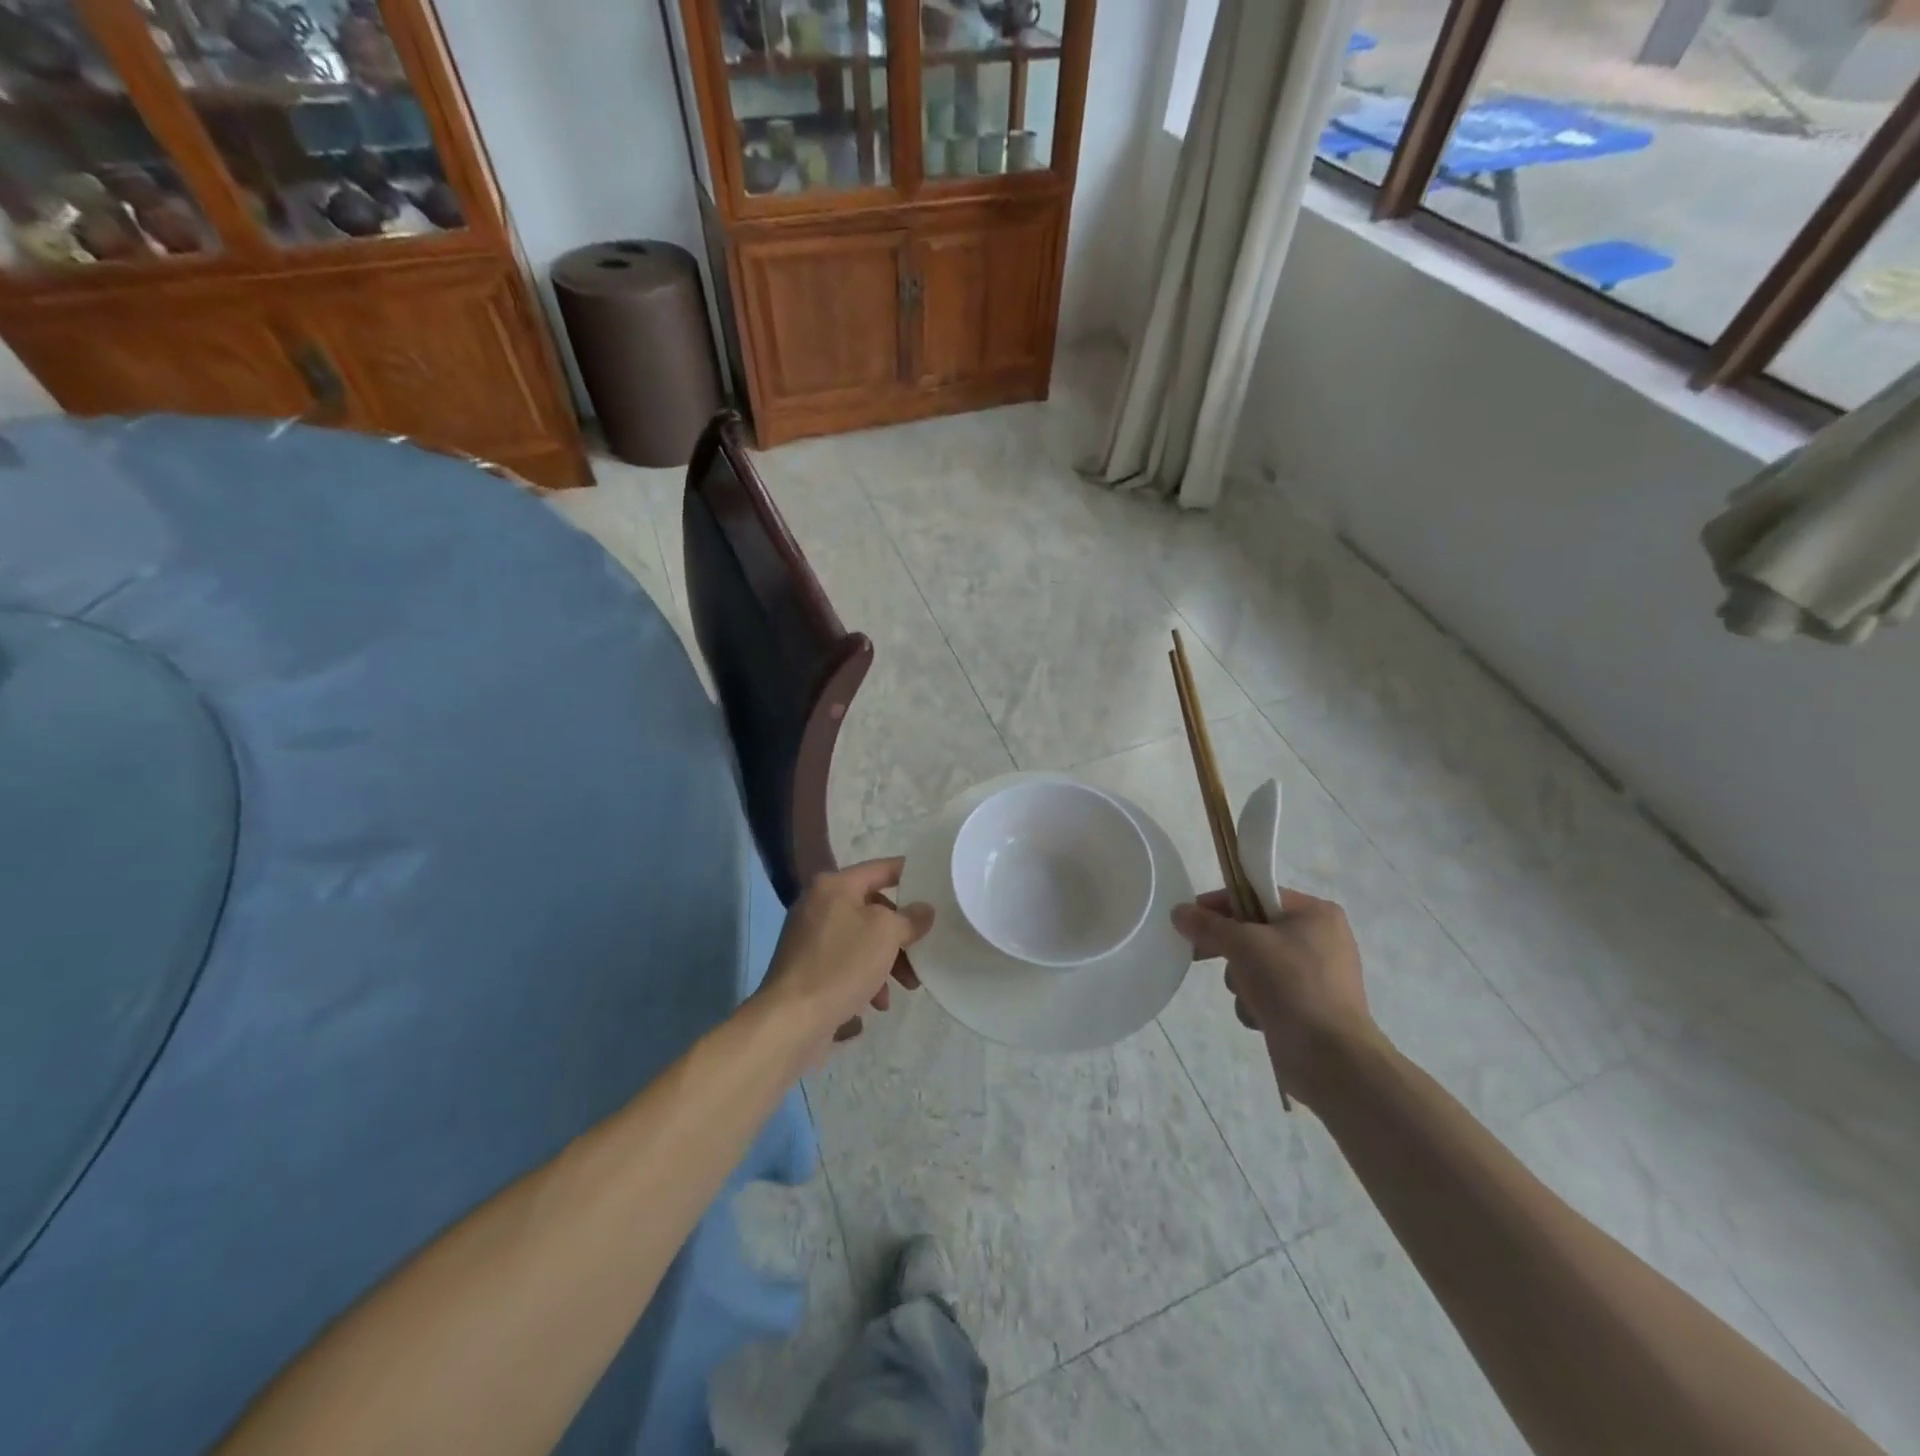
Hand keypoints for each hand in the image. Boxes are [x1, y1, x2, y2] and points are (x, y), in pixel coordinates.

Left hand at [759, 859, 933, 1055]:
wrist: (791, 1020)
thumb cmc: (841, 964)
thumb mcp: (886, 933)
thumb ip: (910, 918)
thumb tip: (923, 910)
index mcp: (834, 886)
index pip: (881, 868)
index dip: (910, 873)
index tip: (935, 883)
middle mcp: (818, 904)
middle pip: (874, 909)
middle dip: (901, 933)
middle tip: (922, 951)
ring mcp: (810, 937)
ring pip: (862, 939)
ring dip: (888, 960)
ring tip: (907, 986)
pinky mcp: (807, 967)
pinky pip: (846, 962)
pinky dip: (866, 977)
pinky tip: (877, 1003)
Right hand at [1171, 886, 1380, 1107]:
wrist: (1332, 1059)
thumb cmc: (1292, 985)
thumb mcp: (1243, 945)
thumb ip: (1208, 925)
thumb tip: (1178, 911)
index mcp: (1315, 913)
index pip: (1256, 895)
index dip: (1219, 905)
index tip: (1188, 919)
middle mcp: (1320, 939)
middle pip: (1254, 931)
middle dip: (1230, 949)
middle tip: (1198, 955)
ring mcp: (1316, 975)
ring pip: (1256, 963)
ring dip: (1241, 980)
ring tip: (1248, 997)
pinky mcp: (1309, 1007)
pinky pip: (1268, 992)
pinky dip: (1257, 1002)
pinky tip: (1259, 1017)